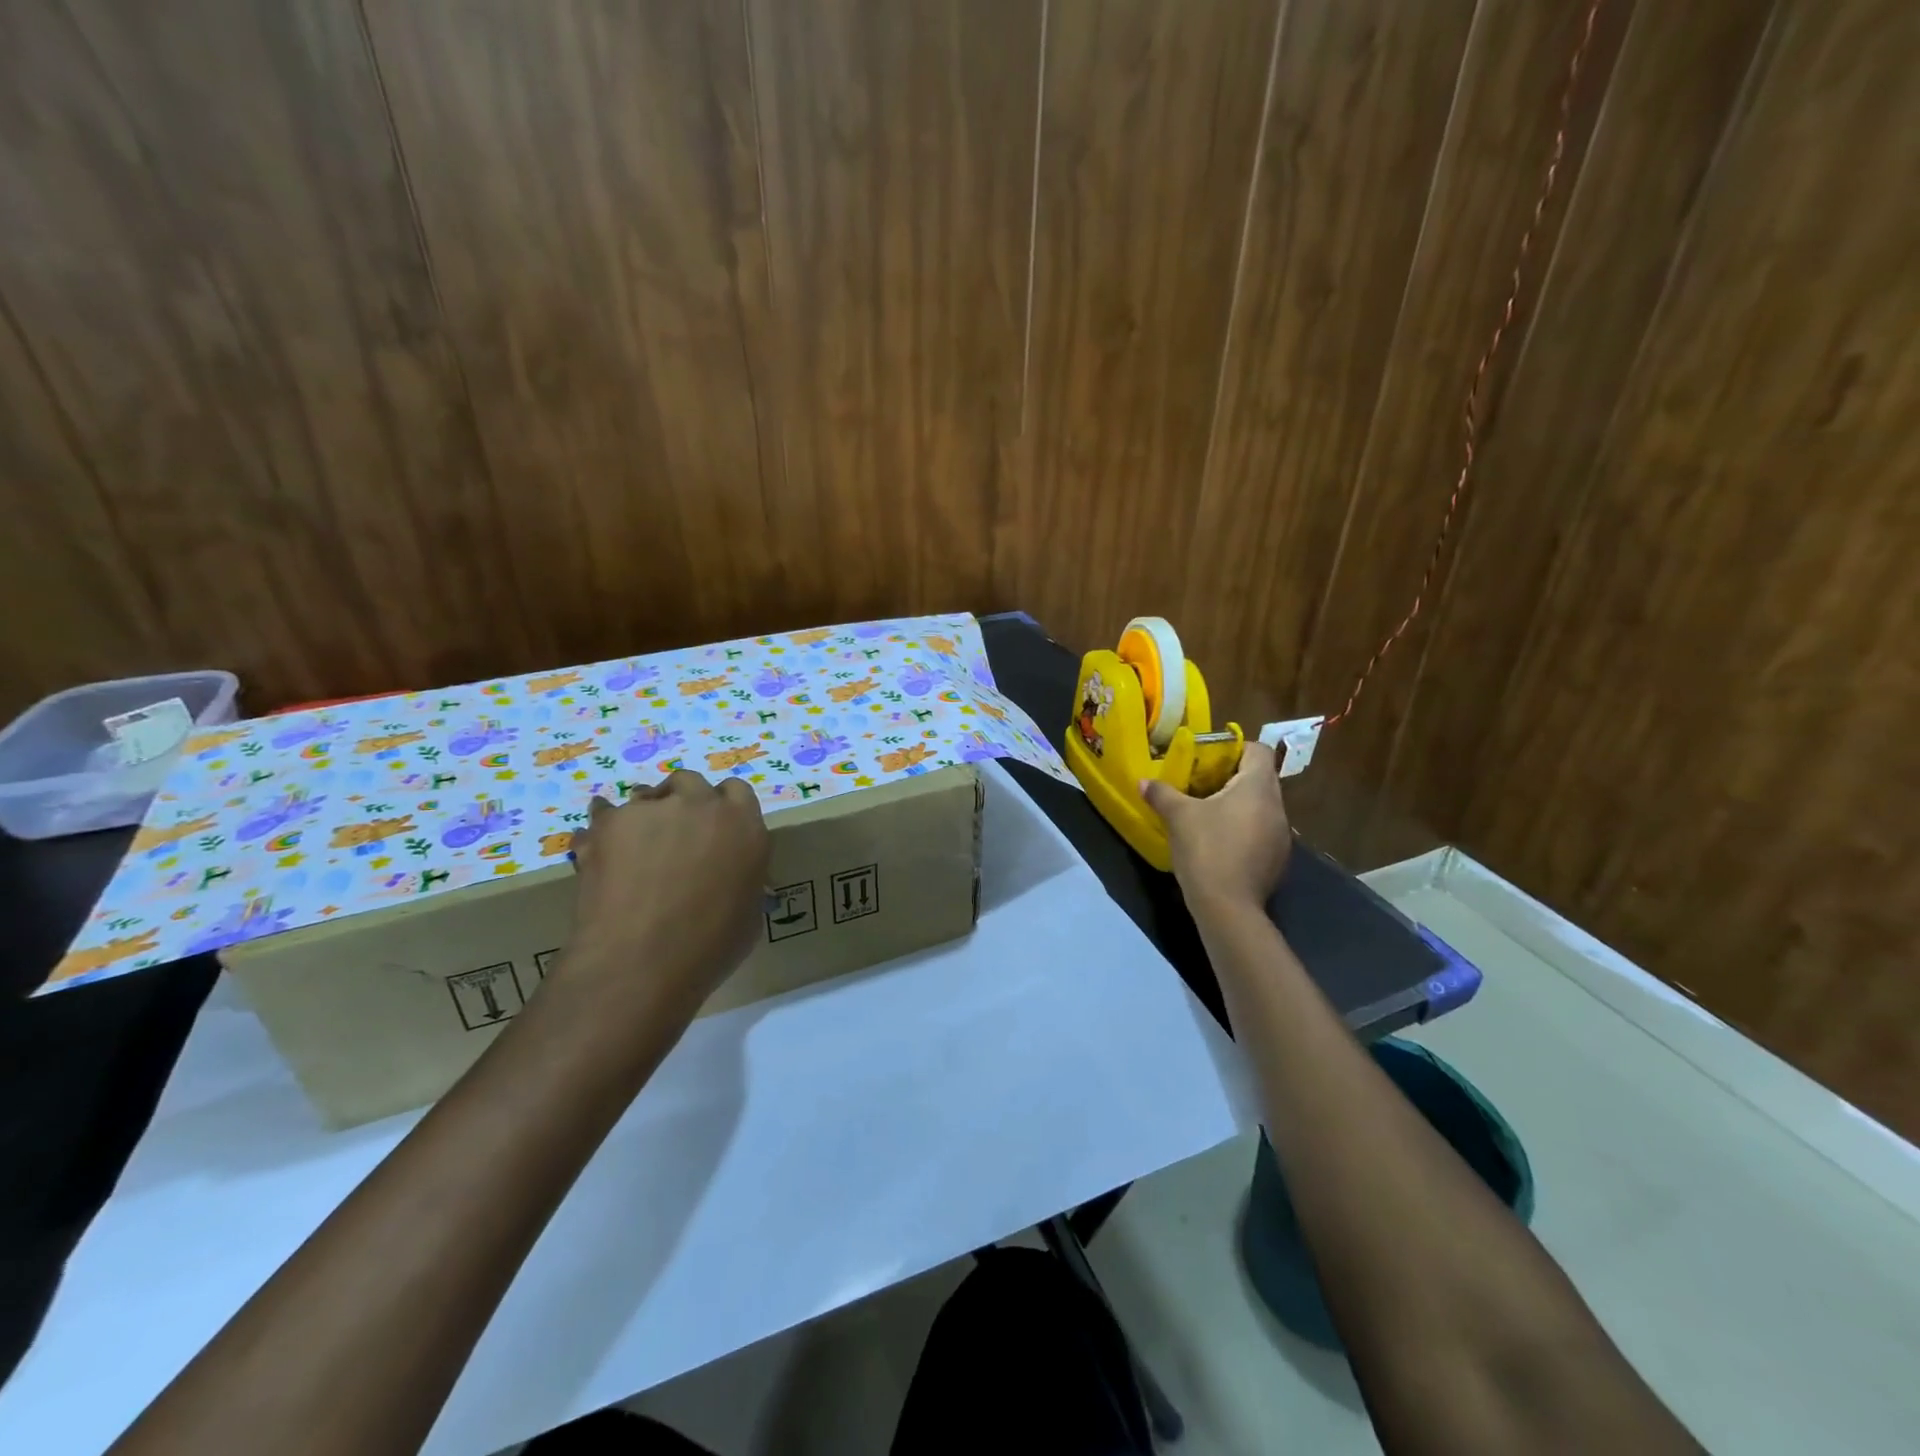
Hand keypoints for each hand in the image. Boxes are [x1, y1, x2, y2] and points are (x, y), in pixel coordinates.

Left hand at [563, 771, 769, 1015]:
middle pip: (690, 782)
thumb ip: (743, 881)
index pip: (737, 792)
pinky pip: (602, 815)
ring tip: (632, 848)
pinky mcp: (609, 823)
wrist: (641, 961)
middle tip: (672, 835)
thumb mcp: (749, 915)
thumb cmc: (709, 947)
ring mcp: (652, 809)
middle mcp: (701, 804)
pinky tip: (596, 850)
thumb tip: (731, 881)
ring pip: (644, 796)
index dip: (723, 808)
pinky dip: (601, 831)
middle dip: (681, 801)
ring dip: (642, 814)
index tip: (714, 830)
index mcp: (744, 824)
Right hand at [1141, 739, 1291, 913]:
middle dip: (1232, 778)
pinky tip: (1220, 844)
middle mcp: (1277, 807)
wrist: (1228, 907)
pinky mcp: (1278, 860)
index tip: (1210, 758)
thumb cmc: (1206, 850)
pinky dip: (1244, 830)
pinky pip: (1262, 832)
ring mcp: (1282, 836)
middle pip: (1260, 779)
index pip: (1259, 751)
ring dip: (1239, 806)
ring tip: (1208, 814)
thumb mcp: (1178, 817)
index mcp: (1258, 788)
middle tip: (1202, 784)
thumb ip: (1162, 794)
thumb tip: (1143, 782)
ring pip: (1261, 807)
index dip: (1236, 749)